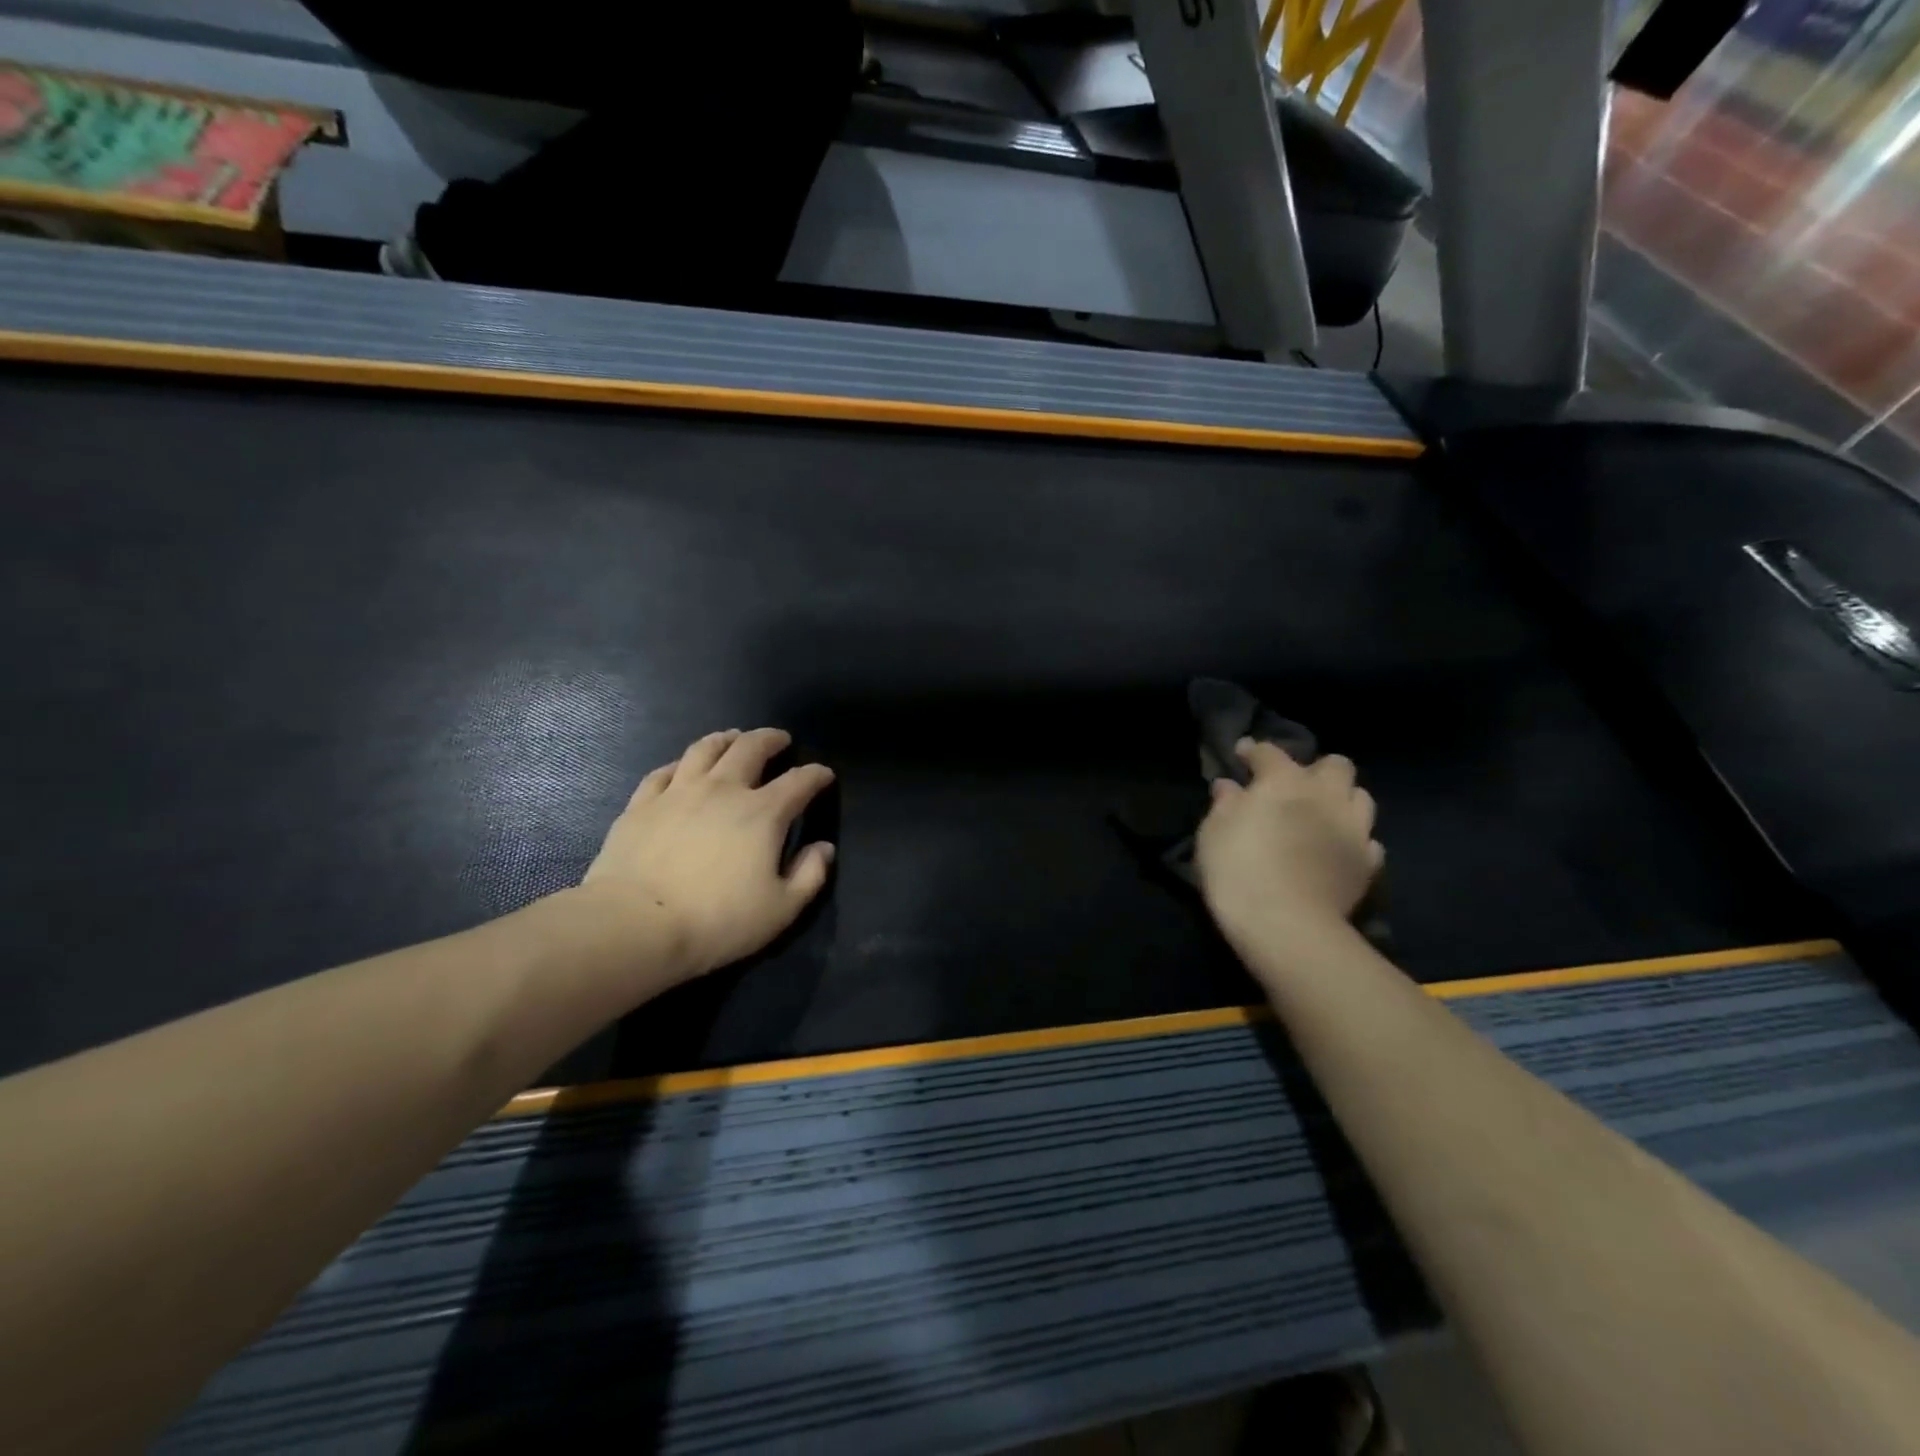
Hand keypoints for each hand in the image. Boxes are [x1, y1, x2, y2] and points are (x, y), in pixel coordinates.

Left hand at [581, 728, 835, 978]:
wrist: (636, 925)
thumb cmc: (717, 921)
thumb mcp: (781, 909)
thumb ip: (810, 875)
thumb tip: (823, 848)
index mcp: (763, 813)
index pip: (799, 781)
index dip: (816, 775)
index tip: (824, 775)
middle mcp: (723, 790)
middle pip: (750, 748)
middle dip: (770, 739)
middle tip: (779, 740)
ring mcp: (678, 792)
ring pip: (705, 749)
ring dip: (725, 739)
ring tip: (734, 738)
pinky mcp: (641, 804)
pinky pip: (663, 772)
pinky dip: (680, 764)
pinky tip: (682, 768)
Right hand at [1195, 739, 1382, 944]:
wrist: (1286, 926)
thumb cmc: (1238, 870)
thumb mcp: (1213, 832)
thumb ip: (1225, 803)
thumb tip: (1229, 786)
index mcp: (1284, 781)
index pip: (1269, 752)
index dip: (1253, 751)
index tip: (1241, 755)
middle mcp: (1326, 795)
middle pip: (1335, 765)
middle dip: (1316, 770)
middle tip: (1294, 787)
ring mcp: (1354, 829)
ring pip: (1361, 797)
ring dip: (1342, 800)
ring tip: (1323, 815)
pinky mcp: (1368, 863)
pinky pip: (1368, 840)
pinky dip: (1354, 840)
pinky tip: (1337, 850)